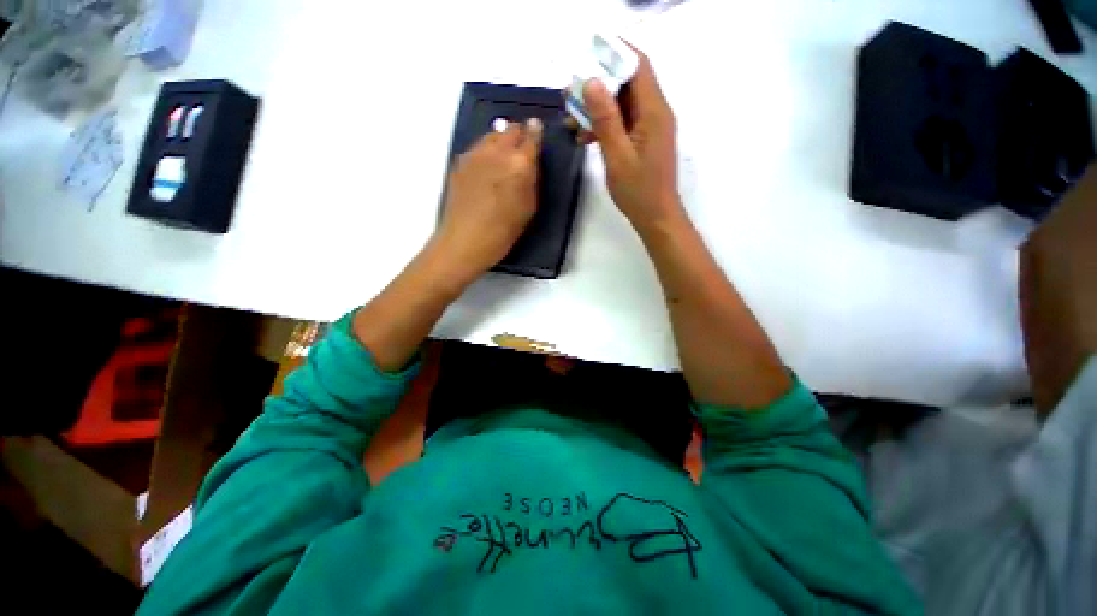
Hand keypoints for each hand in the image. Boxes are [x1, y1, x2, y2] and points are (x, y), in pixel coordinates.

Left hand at [434, 118, 543, 282]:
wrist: (466, 239)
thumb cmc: (504, 230)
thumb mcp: (529, 207)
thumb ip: (531, 179)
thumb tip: (530, 162)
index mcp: (520, 163)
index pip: (532, 136)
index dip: (536, 132)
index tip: (538, 131)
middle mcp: (497, 151)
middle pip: (511, 128)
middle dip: (519, 134)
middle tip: (522, 148)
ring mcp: (475, 154)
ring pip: (493, 134)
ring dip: (502, 140)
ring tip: (504, 157)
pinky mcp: (460, 161)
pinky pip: (478, 147)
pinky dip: (487, 151)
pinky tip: (488, 167)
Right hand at [582, 47, 681, 229]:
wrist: (655, 217)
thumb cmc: (638, 191)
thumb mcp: (617, 156)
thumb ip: (606, 119)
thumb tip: (592, 82)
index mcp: (654, 111)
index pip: (637, 65)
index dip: (613, 54)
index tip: (585, 58)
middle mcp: (656, 112)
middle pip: (628, 82)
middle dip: (599, 84)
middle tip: (571, 94)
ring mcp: (650, 126)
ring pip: (623, 103)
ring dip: (598, 107)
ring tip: (572, 119)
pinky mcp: (644, 139)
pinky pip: (623, 121)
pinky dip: (605, 124)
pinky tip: (585, 137)